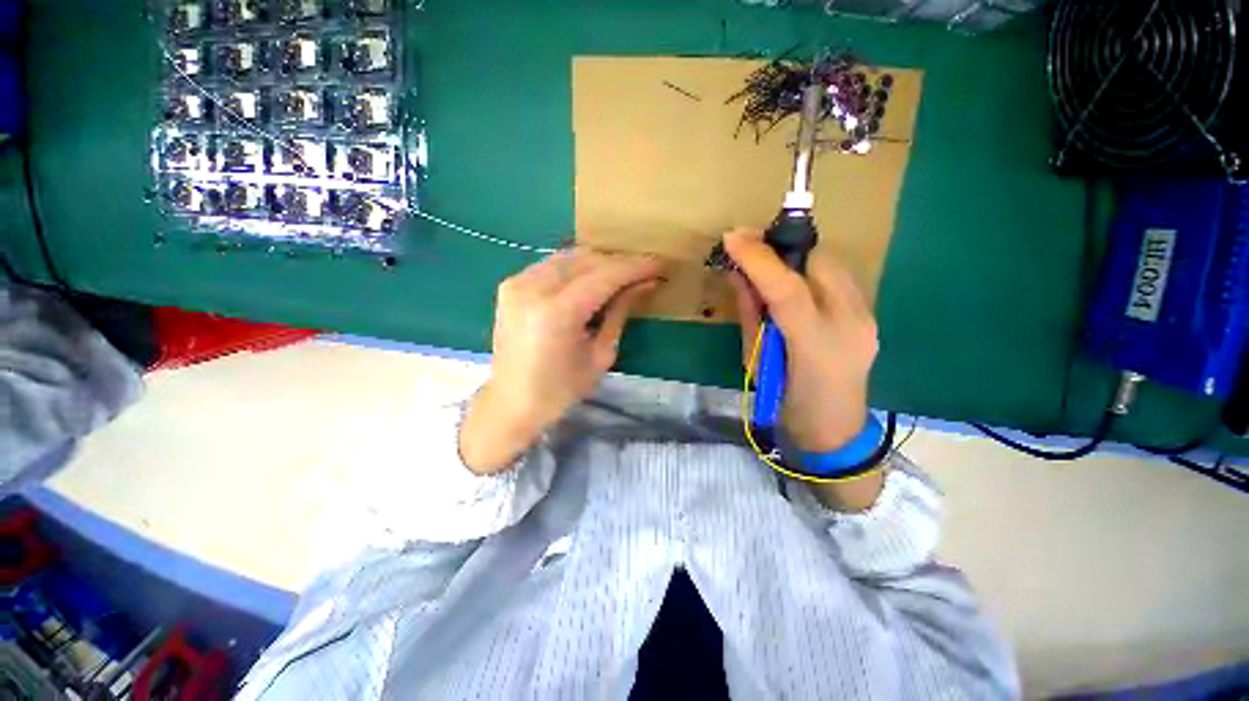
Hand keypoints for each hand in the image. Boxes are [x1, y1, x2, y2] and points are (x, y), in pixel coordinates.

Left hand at [459, 249, 662, 474]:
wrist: (510, 403)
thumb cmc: (560, 390)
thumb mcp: (600, 355)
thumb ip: (620, 313)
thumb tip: (645, 285)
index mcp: (557, 312)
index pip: (604, 276)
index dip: (635, 267)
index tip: (659, 265)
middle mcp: (533, 288)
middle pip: (586, 259)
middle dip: (618, 263)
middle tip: (643, 272)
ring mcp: (517, 282)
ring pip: (569, 256)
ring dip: (598, 263)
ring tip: (620, 276)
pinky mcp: (510, 285)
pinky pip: (552, 264)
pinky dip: (576, 267)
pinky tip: (591, 280)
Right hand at [725, 230, 878, 454]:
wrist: (833, 432)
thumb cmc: (784, 403)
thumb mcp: (755, 360)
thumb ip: (750, 313)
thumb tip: (738, 274)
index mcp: (814, 347)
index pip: (788, 289)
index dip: (758, 258)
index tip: (732, 237)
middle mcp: (851, 325)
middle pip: (819, 262)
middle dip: (781, 248)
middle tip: (749, 246)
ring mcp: (866, 317)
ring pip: (831, 264)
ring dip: (795, 257)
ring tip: (767, 260)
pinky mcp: (870, 314)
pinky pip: (837, 276)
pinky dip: (809, 270)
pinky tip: (791, 280)